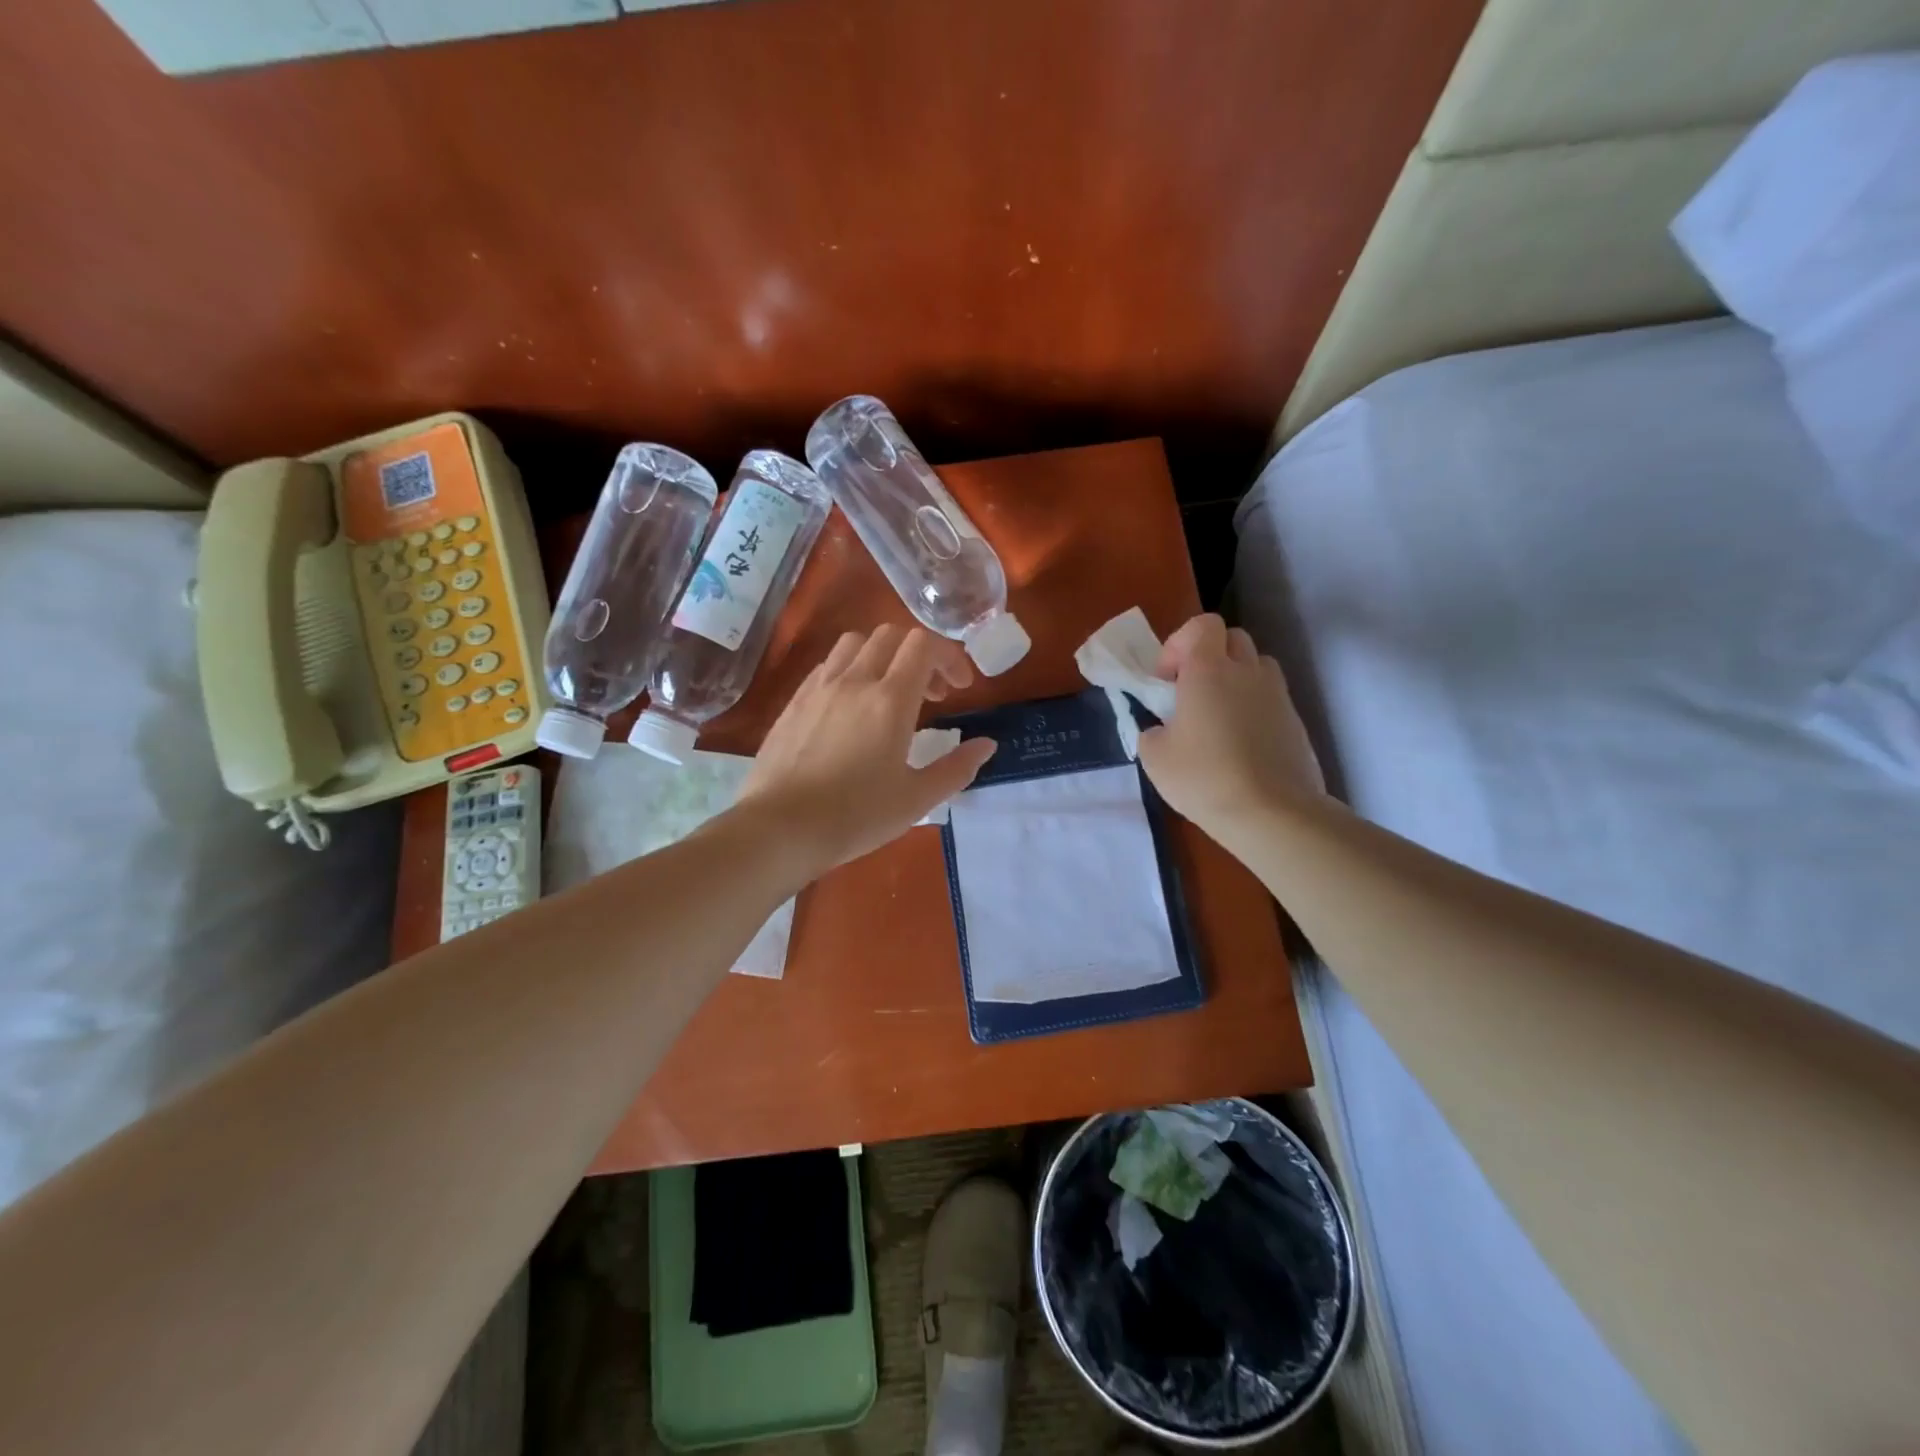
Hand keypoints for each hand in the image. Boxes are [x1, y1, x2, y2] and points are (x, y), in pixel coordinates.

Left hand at [738, 626, 996, 876]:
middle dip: (919, 655)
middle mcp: (854, 681)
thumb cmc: (855, 817)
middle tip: (931, 695)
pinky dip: (850, 670)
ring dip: (882, 656)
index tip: (960, 689)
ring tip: (890, 693)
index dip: (949, 657)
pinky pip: (827, 665)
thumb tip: (987, 745)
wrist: (779, 829)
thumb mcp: (916, 799)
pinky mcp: (794, 701)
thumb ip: (956, 768)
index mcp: (890, 700)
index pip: (924, 645)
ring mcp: (819, 687)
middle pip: (891, 635)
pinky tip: (851, 707)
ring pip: (855, 643)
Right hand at [1136, 614, 1324, 838]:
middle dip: (1209, 656)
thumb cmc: (1204, 778)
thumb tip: (1164, 729)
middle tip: (1191, 693)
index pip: (1203, 625)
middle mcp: (1247, 672)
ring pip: (1257, 666)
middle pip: (1232, 639)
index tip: (1167, 679)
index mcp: (1208, 670)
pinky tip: (1241, 745)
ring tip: (1218, 716)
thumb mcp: (1154, 757)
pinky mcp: (1296, 722)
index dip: (1180, 643)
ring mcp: (1277, 695)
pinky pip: (1271, 699)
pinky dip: (1254, 708)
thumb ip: (1153, 731)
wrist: (1271, 813)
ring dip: (1236, 678)